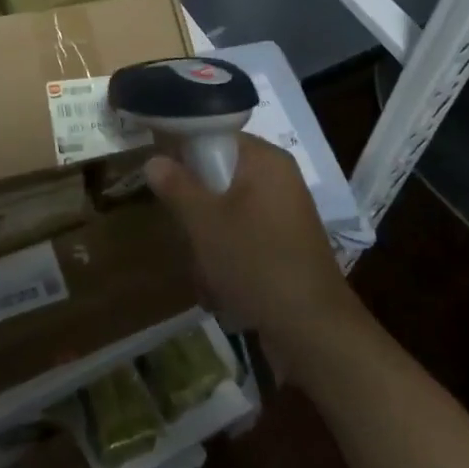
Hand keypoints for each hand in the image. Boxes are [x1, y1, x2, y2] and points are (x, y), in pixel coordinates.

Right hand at [145, 134, 357, 349]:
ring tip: (205, 272)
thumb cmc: (256, 262)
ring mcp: (285, 214)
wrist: (314, 330)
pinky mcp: (287, 245)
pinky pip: (245, 238)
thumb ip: (177, 186)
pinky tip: (222, 289)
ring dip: (209, 242)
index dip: (186, 154)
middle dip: (197, 211)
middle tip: (187, 235)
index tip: (165, 182)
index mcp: (265, 160)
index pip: (217, 137)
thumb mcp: (205, 222)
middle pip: (219, 178)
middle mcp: (279, 179)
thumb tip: (154, 159)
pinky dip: (229, 259)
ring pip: (228, 214)